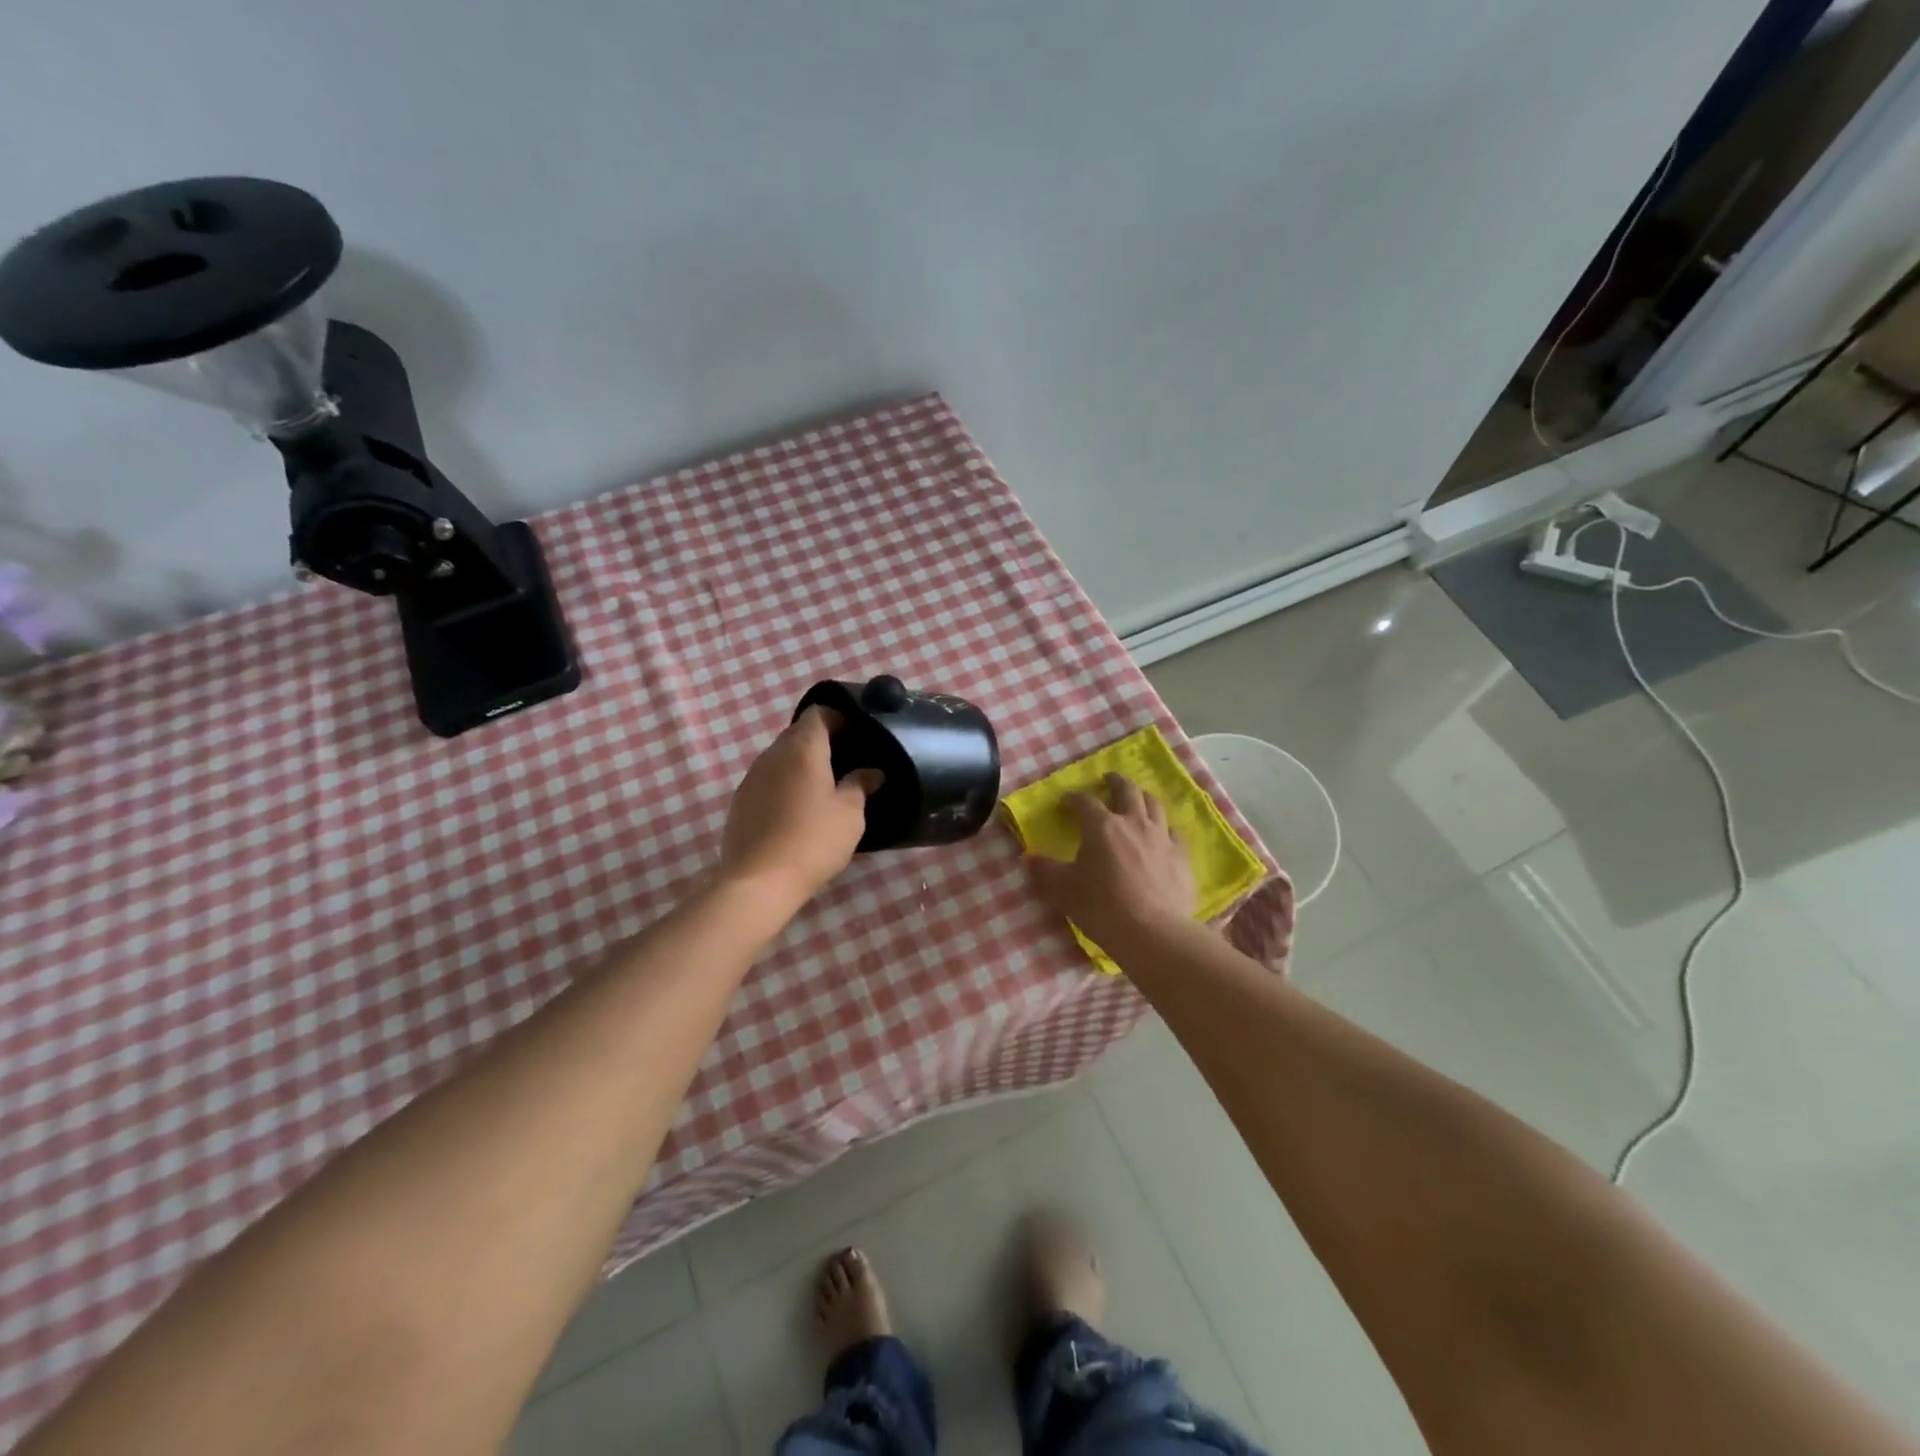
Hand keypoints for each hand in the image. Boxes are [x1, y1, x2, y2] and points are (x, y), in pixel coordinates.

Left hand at [719, 707, 881, 907]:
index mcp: (803, 749)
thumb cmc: (813, 840)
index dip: (838, 717)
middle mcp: (773, 754)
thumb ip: (860, 785)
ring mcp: (752, 777)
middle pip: (798, 733)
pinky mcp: (741, 801)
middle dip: (821, 741)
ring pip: (781, 757)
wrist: (759, 881)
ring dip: (801, 764)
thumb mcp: (850, 814)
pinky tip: (798, 810)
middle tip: (846, 761)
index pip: (818, 713)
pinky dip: (785, 784)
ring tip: (824, 787)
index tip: (857, 733)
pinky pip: (768, 779)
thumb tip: (871, 772)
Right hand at [1027, 772, 1196, 946]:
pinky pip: (1174, 832)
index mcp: (1102, 826)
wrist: (1153, 933)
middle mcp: (1133, 823)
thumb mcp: (1063, 891)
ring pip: (1154, 805)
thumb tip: (1028, 859)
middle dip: (1115, 782)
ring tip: (1137, 798)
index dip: (1073, 799)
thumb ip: (1044, 872)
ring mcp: (1162, 838)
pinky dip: (1165, 827)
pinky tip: (1163, 834)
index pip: (1084, 802)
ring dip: (1142, 797)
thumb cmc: (1103, 907)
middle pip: (1127, 790)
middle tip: (1108, 779)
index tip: (1066, 803)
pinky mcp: (1182, 857)